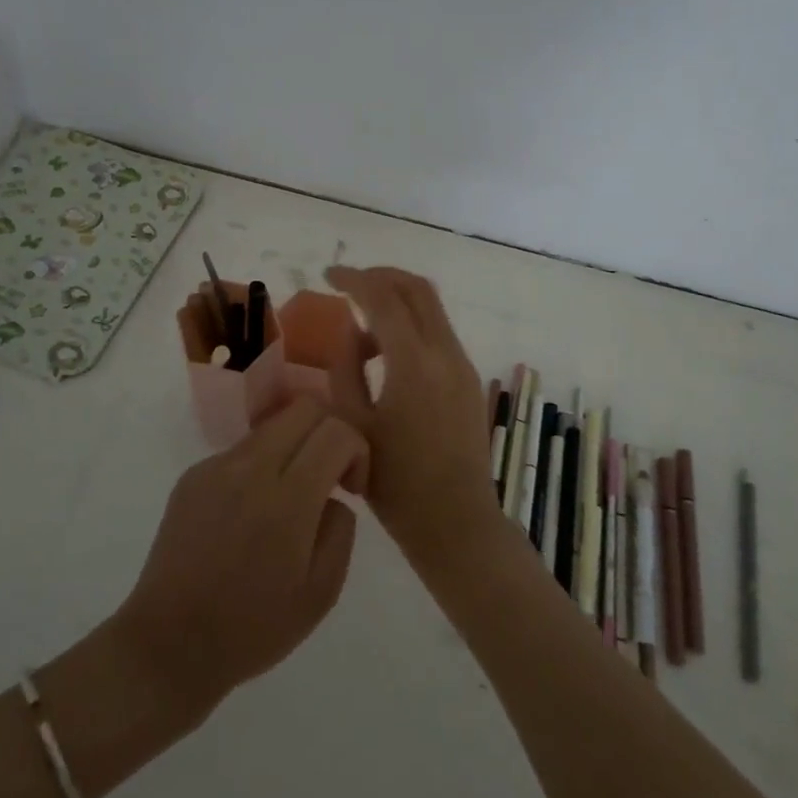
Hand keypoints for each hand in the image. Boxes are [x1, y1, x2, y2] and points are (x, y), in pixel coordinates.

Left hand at [114, 396, 366, 718]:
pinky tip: (250, 516)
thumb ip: (340, 527)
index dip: (357, 451)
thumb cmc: (253, 628)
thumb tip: (331, 494)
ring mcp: (215, 467)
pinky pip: (241, 451)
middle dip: (329, 432)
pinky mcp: (192, 475)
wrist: (169, 645)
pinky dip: (261, 467)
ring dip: (294, 448)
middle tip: (329, 477)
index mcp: (286, 499)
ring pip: (272, 426)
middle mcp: (249, 468)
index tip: (352, 489)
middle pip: (304, 408)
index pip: (336, 431)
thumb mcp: (322, 592)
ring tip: (289, 500)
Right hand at [323, 266, 494, 560]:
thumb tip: (350, 329)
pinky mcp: (468, 379)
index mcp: (413, 363)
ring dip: (396, 302)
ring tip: (360, 333)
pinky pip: (438, 334)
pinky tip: (385, 356)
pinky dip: (410, 327)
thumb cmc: (395, 482)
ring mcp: (462, 364)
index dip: (353, 279)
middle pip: (416, 288)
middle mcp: (445, 353)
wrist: (455, 520)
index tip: (328, 276)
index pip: (383, 298)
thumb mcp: (353, 424)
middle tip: (349, 284)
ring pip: (431, 308)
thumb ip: (346, 367)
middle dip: (381, 277)